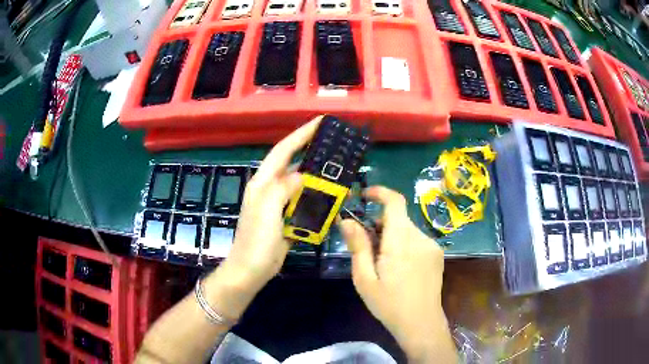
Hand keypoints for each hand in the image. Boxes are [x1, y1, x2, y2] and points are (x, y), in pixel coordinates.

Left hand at [207, 116, 321, 313]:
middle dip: (314, 153)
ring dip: (320, 179)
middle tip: (337, 146)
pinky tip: (333, 200)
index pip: (283, 150)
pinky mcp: (287, 219)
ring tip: (341, 172)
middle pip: (295, 164)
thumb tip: (302, 175)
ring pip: (303, 185)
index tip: (321, 122)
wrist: (251, 270)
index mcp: (263, 182)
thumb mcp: (267, 209)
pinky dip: (319, 201)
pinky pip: (306, 204)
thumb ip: (283, 187)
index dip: (301, 134)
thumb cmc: (256, 240)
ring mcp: (280, 205)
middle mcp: (271, 189)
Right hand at [339, 186, 455, 362]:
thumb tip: (347, 221)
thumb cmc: (389, 304)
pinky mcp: (437, 254)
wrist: (421, 323)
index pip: (395, 201)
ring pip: (407, 229)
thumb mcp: (365, 279)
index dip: (380, 192)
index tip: (364, 196)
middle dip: (379, 225)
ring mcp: (432, 245)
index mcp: (401, 241)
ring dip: (392, 237)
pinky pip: (416, 240)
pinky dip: (404, 244)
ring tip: (383, 264)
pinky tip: (400, 269)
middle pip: (398, 218)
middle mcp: (420, 237)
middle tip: (366, 248)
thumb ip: (358, 246)